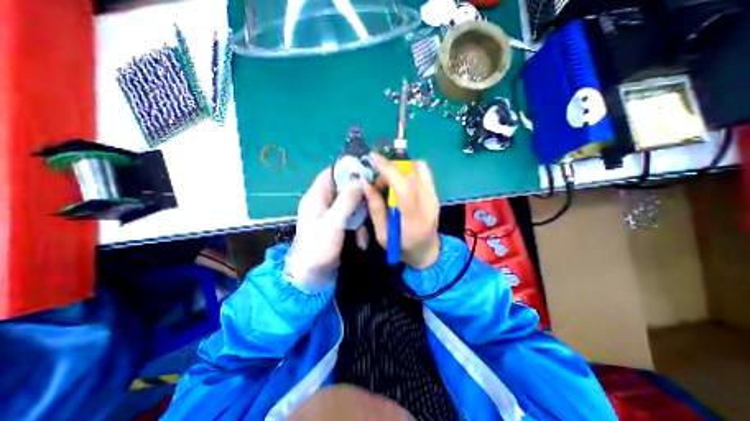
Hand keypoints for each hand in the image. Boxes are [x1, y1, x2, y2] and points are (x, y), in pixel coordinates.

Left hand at [286, 170, 364, 290]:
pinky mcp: (339, 227)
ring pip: (352, 205)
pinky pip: (352, 219)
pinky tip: (361, 242)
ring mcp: (332, 215)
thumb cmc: (318, 247)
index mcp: (316, 197)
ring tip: (363, 234)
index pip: (331, 173)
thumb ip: (347, 200)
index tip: (367, 171)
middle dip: (359, 197)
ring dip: (361, 218)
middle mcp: (324, 203)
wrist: (312, 277)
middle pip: (345, 189)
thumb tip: (360, 180)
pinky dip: (359, 228)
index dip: (347, 170)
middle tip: (374, 203)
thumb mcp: (333, 222)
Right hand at [361, 154, 441, 267]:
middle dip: (390, 170)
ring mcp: (435, 196)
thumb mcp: (382, 235)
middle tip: (379, 183)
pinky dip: (410, 170)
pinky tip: (402, 181)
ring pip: (419, 168)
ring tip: (390, 182)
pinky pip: (424, 172)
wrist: (427, 250)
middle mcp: (428, 204)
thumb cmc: (402, 247)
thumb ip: (375, 209)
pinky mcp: (436, 193)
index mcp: (413, 219)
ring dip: (401, 168)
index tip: (373, 158)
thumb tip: (366, 184)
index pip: (403, 187)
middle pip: (411, 173)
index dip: (388, 169)